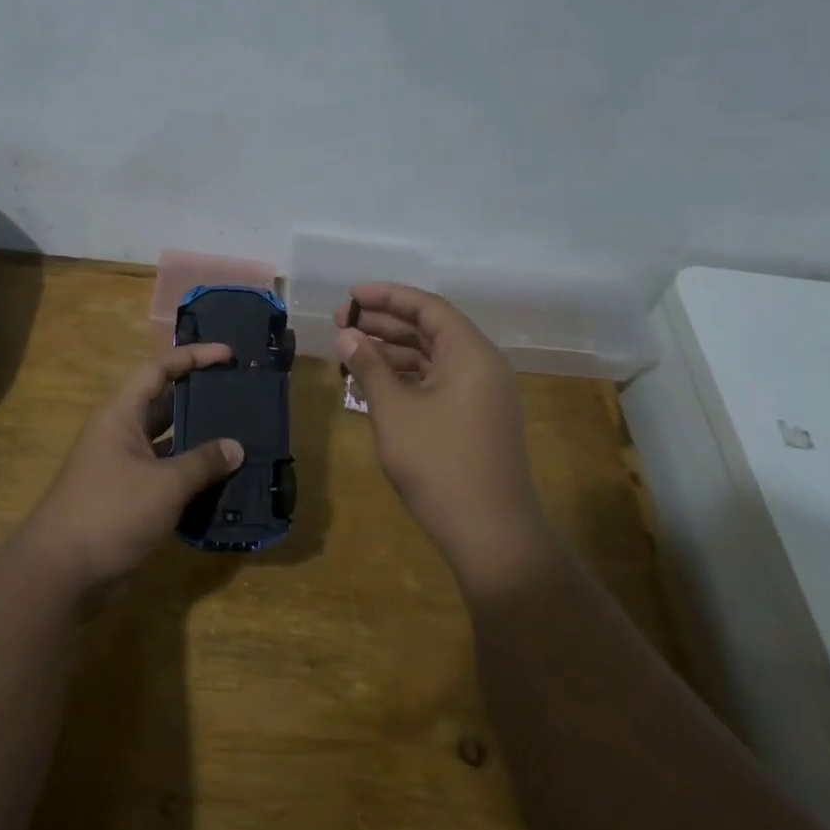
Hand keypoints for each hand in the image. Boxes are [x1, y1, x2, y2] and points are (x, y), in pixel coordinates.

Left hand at [14, 343, 244, 596]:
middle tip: (241, 395)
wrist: (63, 574)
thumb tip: (236, 447)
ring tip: (243, 437)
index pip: (159, 370)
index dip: (193, 357)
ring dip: (201, 442)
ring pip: (170, 444)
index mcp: (121, 416)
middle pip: (166, 404)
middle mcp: (122, 435)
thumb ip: (203, 462)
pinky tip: (225, 482)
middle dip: (201, 398)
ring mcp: (125, 468)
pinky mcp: (132, 500)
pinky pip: (168, 477)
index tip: (228, 355)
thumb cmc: (111, 513)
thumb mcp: (164, 484)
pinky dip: (193, 477)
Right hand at [337, 285, 555, 587]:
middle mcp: (481, 365)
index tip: (351, 296)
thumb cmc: (439, 463)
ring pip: (431, 357)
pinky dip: (405, 377)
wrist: (490, 533)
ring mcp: (480, 394)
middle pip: (429, 329)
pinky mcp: (474, 418)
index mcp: (470, 353)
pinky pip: (436, 382)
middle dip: (384, 324)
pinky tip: (372, 381)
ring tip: (348, 351)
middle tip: (340, 323)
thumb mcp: (395, 410)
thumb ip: (369, 367)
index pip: (427, 307)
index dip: (387, 296)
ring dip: (391, 351)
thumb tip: (346, 335)